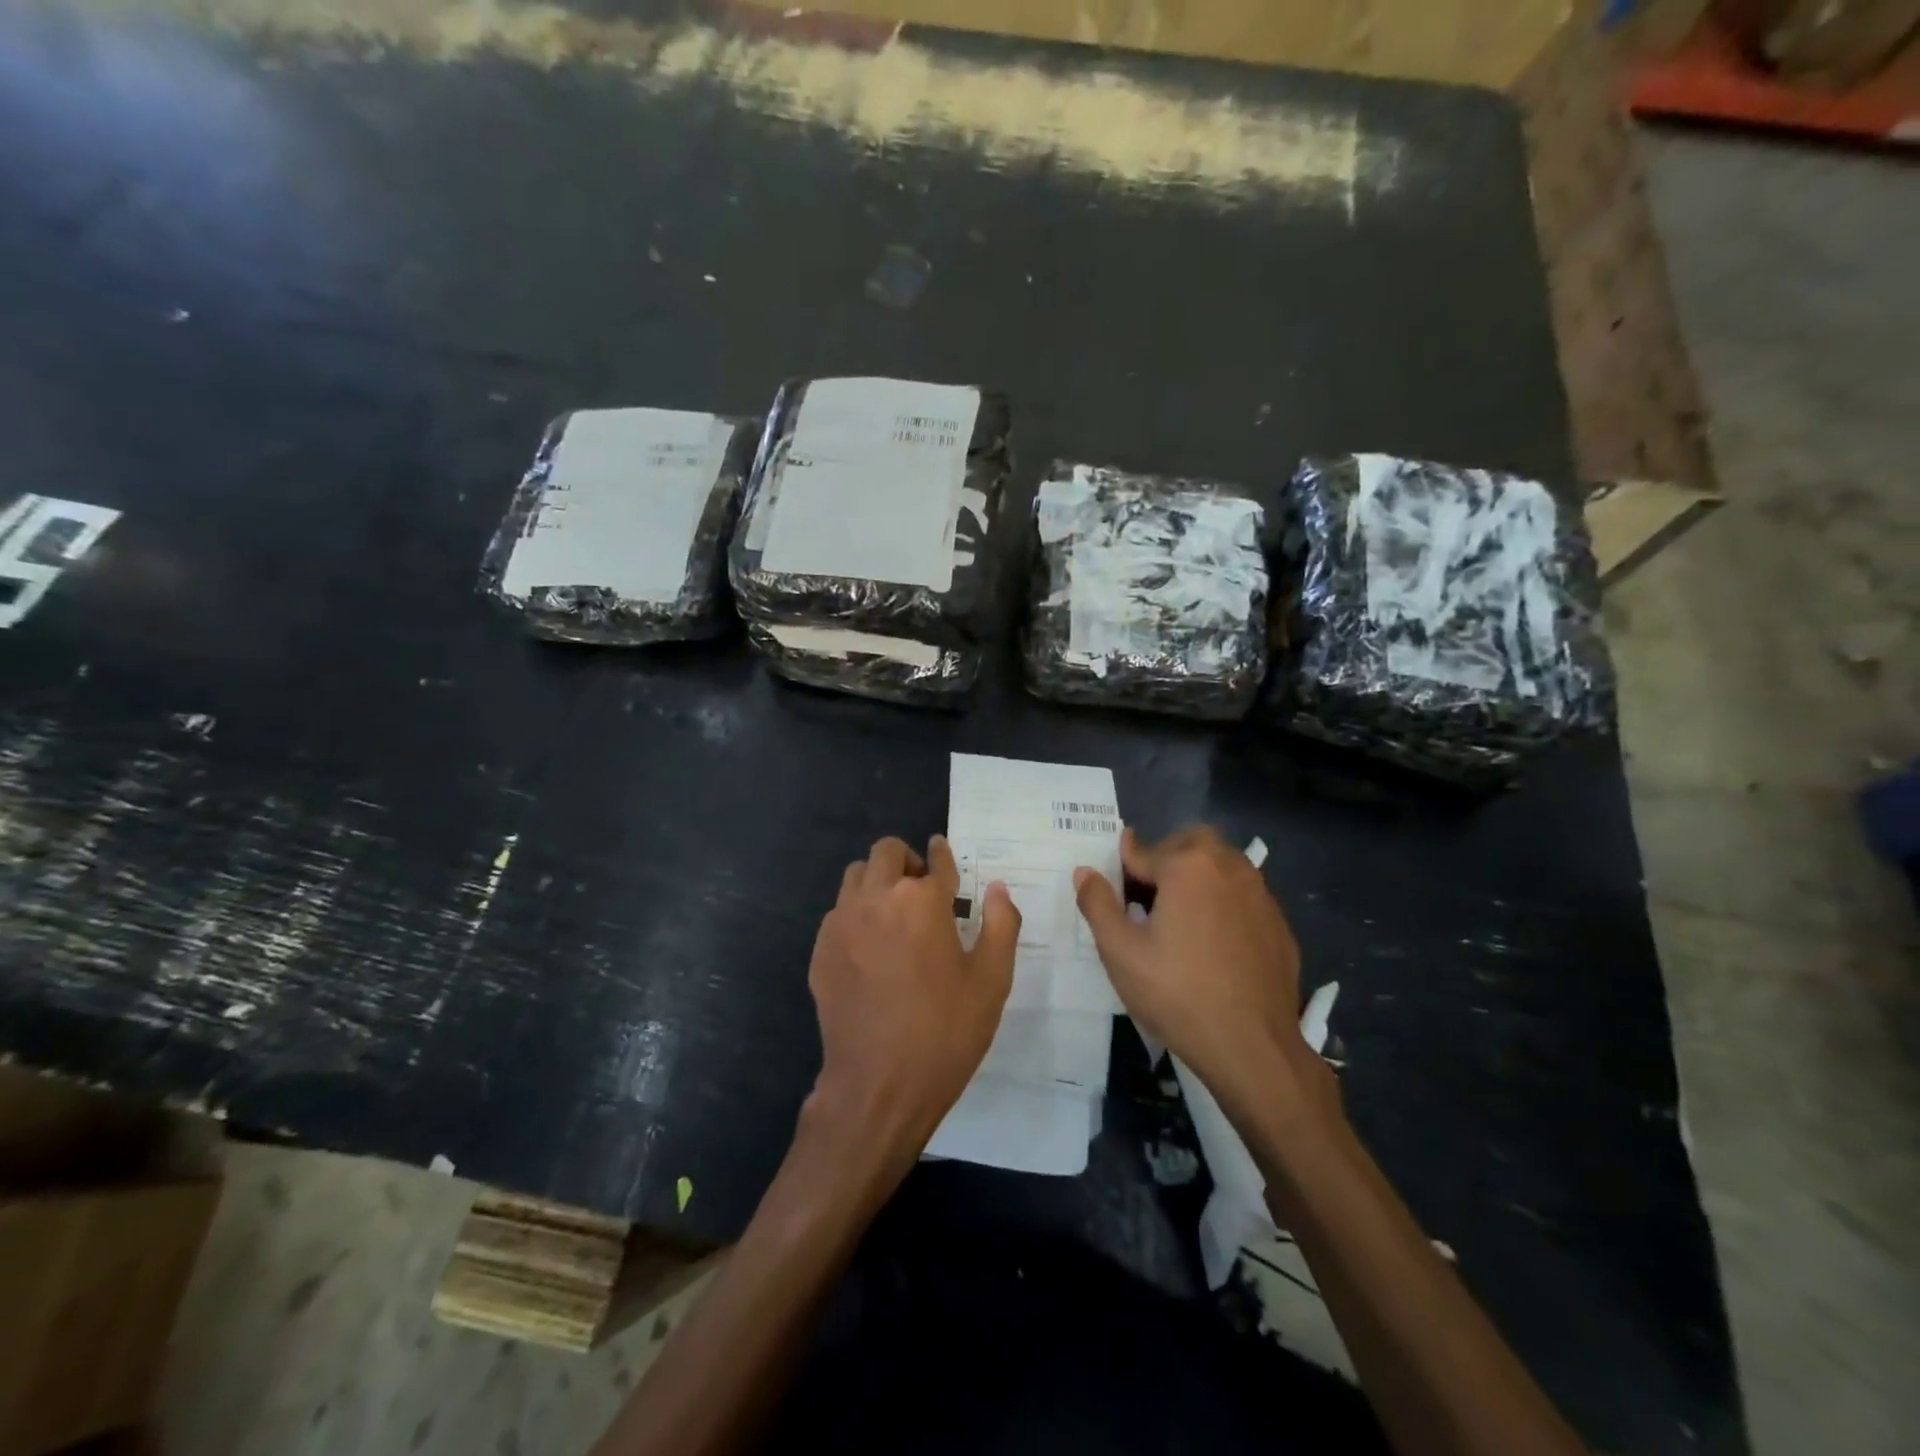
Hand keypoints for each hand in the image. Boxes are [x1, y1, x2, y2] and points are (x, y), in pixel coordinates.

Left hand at [804, 835, 1020, 1175]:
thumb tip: (998, 888)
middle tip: (922, 890)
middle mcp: (876, 898)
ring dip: (877, 881)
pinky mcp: (821, 949)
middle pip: (886, 853)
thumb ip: (1000, 924)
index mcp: (922, 901)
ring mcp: (842, 922)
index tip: (942, 852)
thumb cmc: (945, 1032)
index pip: (935, 861)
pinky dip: (857, 913)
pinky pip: (838, 912)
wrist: (878, 1086)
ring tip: (895, 914)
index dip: (943, 855)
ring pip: (856, 876)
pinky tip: (871, 948)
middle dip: (907, 861)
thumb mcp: (992, 981)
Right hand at [1074, 826, 1332, 1128]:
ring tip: (1179, 914)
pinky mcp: (1279, 924)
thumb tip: (1084, 871)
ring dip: (1199, 875)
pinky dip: (1225, 902)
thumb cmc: (1177, 994)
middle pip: (1192, 842)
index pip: (1144, 851)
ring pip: (1224, 865)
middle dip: (1167, 856)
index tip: (1114, 880)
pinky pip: (1245, 896)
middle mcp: (1229, 868)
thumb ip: (1098, 904)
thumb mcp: (1120, 951)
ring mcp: (1261, 895)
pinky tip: (1213, 941)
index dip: (1123, 866)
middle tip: (1148, 893)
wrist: (1253, 1047)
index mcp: (1188, 866)